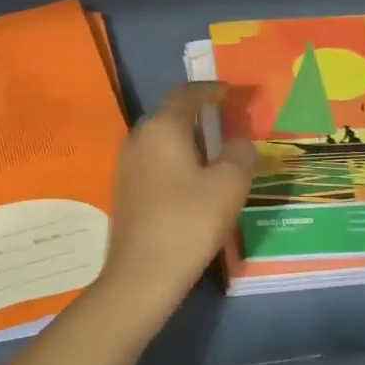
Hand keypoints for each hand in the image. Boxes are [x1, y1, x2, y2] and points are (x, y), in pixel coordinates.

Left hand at [99, 83, 257, 312]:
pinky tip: (194, 181)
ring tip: (217, 154)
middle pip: (172, 115)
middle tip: (230, 125)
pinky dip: (176, 160)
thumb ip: (240, 153)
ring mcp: (126, 164)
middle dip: (201, 116)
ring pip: (162, 139)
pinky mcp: (125, 189)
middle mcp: (139, 137)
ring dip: (189, 140)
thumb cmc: (189, 222)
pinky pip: (155, 161)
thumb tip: (238, 141)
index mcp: (162, 128)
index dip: (212, 90)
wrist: (141, 275)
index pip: (187, 94)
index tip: (233, 94)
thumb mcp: (229, 185)